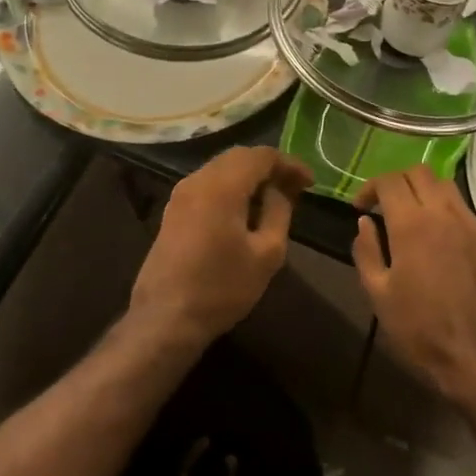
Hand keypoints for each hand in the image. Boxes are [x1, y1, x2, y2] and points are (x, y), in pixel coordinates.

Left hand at [131, 147, 311, 347]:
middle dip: (269, 166)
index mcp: (222, 186)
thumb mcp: (266, 254)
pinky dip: (231, 186)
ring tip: (274, 197)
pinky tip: (245, 209)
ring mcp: (181, 194)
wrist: (165, 319)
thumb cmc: (221, 288)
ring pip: (222, 168)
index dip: (289, 164)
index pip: (261, 156)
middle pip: (239, 156)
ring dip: (249, 176)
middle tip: (294, 186)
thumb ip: (279, 212)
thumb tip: (279, 190)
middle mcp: (198, 180)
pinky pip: (208, 183)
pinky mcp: (173, 210)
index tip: (310, 182)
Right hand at [352, 165, 475, 404]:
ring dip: (423, 189)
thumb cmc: (421, 329)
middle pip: (419, 172)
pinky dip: (444, 208)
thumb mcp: (379, 294)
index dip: (370, 187)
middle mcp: (443, 213)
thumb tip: (365, 223)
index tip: (360, 208)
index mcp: (411, 224)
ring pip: (445, 185)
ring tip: (410, 215)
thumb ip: (367, 252)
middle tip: (384, 205)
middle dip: (396, 181)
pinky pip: (463, 208)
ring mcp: (470, 225)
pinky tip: (437, 235)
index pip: (389, 181)